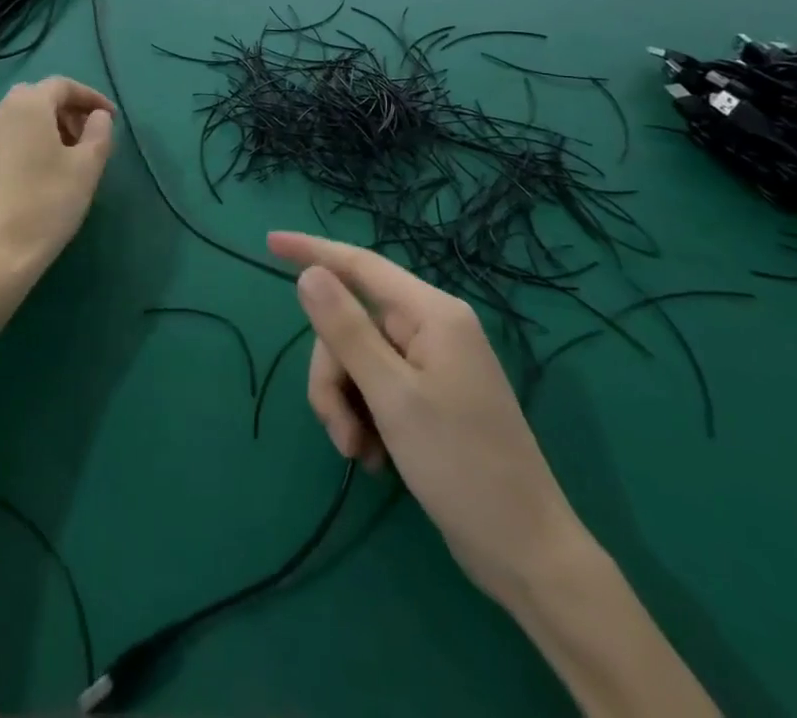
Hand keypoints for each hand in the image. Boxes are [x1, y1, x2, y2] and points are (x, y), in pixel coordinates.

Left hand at [0, 77, 113, 291]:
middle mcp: (3, 111)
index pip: (63, 85)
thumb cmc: (47, 202)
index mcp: (28, 104)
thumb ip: (99, 132)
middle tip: (92, 135)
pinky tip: (51, 169)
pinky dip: (37, 138)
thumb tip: (99, 116)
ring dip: (54, 124)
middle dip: (70, 109)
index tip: (112, 118)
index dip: (91, 97)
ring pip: (27, 115)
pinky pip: (15, 133)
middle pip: (42, 96)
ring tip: (76, 155)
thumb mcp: (87, 166)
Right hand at [268, 231, 586, 603]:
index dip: (312, 250)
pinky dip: (364, 416)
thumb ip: (346, 330)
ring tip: (359, 453)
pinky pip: (375, 386)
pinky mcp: (429, 396)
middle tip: (339, 431)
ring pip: (357, 359)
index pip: (360, 265)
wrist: (526, 554)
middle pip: (351, 324)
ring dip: (346, 404)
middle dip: (333, 374)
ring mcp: (431, 363)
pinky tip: (375, 458)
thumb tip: (309, 274)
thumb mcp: (393, 396)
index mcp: (432, 314)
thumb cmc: (462, 467)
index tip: (270, 242)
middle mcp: (431, 328)